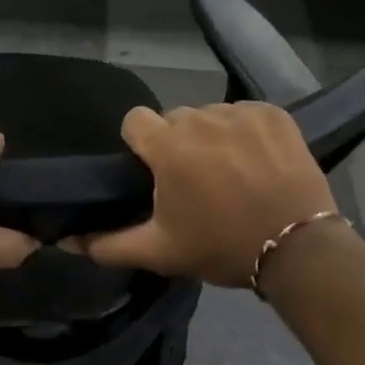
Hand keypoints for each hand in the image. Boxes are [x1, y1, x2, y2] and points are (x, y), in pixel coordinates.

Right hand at [76, 103, 338, 287]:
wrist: (298, 249)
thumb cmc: (221, 246)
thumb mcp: (160, 251)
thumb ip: (108, 244)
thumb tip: (67, 241)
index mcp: (168, 147)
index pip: (134, 120)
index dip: (139, 144)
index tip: (153, 170)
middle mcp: (200, 119)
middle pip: (174, 119)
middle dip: (177, 143)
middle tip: (195, 180)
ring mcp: (240, 113)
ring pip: (210, 115)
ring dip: (212, 137)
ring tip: (231, 172)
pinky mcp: (273, 114)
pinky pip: (244, 113)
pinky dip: (246, 132)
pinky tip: (258, 160)